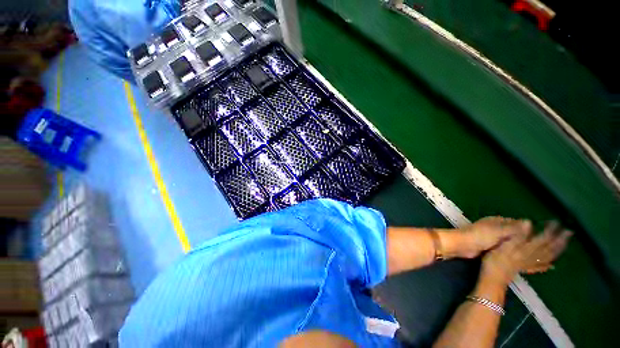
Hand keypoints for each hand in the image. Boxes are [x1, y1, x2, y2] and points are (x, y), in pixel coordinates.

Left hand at [456, 217, 531, 257]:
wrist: (462, 245)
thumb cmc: (479, 236)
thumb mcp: (498, 231)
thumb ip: (513, 228)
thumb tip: (529, 222)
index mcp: (496, 221)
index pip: (516, 223)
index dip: (527, 229)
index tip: (540, 237)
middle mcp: (494, 227)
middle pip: (512, 232)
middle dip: (523, 238)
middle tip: (537, 248)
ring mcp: (491, 237)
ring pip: (508, 240)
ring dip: (516, 245)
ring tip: (530, 253)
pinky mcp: (488, 246)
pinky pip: (502, 247)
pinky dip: (509, 250)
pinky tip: (517, 257)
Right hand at [481, 221, 571, 284]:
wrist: (493, 278)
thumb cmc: (496, 259)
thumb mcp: (504, 245)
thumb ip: (517, 235)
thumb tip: (528, 222)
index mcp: (527, 249)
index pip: (543, 238)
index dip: (550, 230)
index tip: (556, 222)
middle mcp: (532, 256)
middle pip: (549, 248)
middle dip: (559, 240)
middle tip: (568, 232)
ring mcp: (529, 264)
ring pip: (547, 257)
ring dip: (557, 250)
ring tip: (564, 244)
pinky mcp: (525, 269)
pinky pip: (539, 267)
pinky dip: (547, 265)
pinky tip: (551, 265)